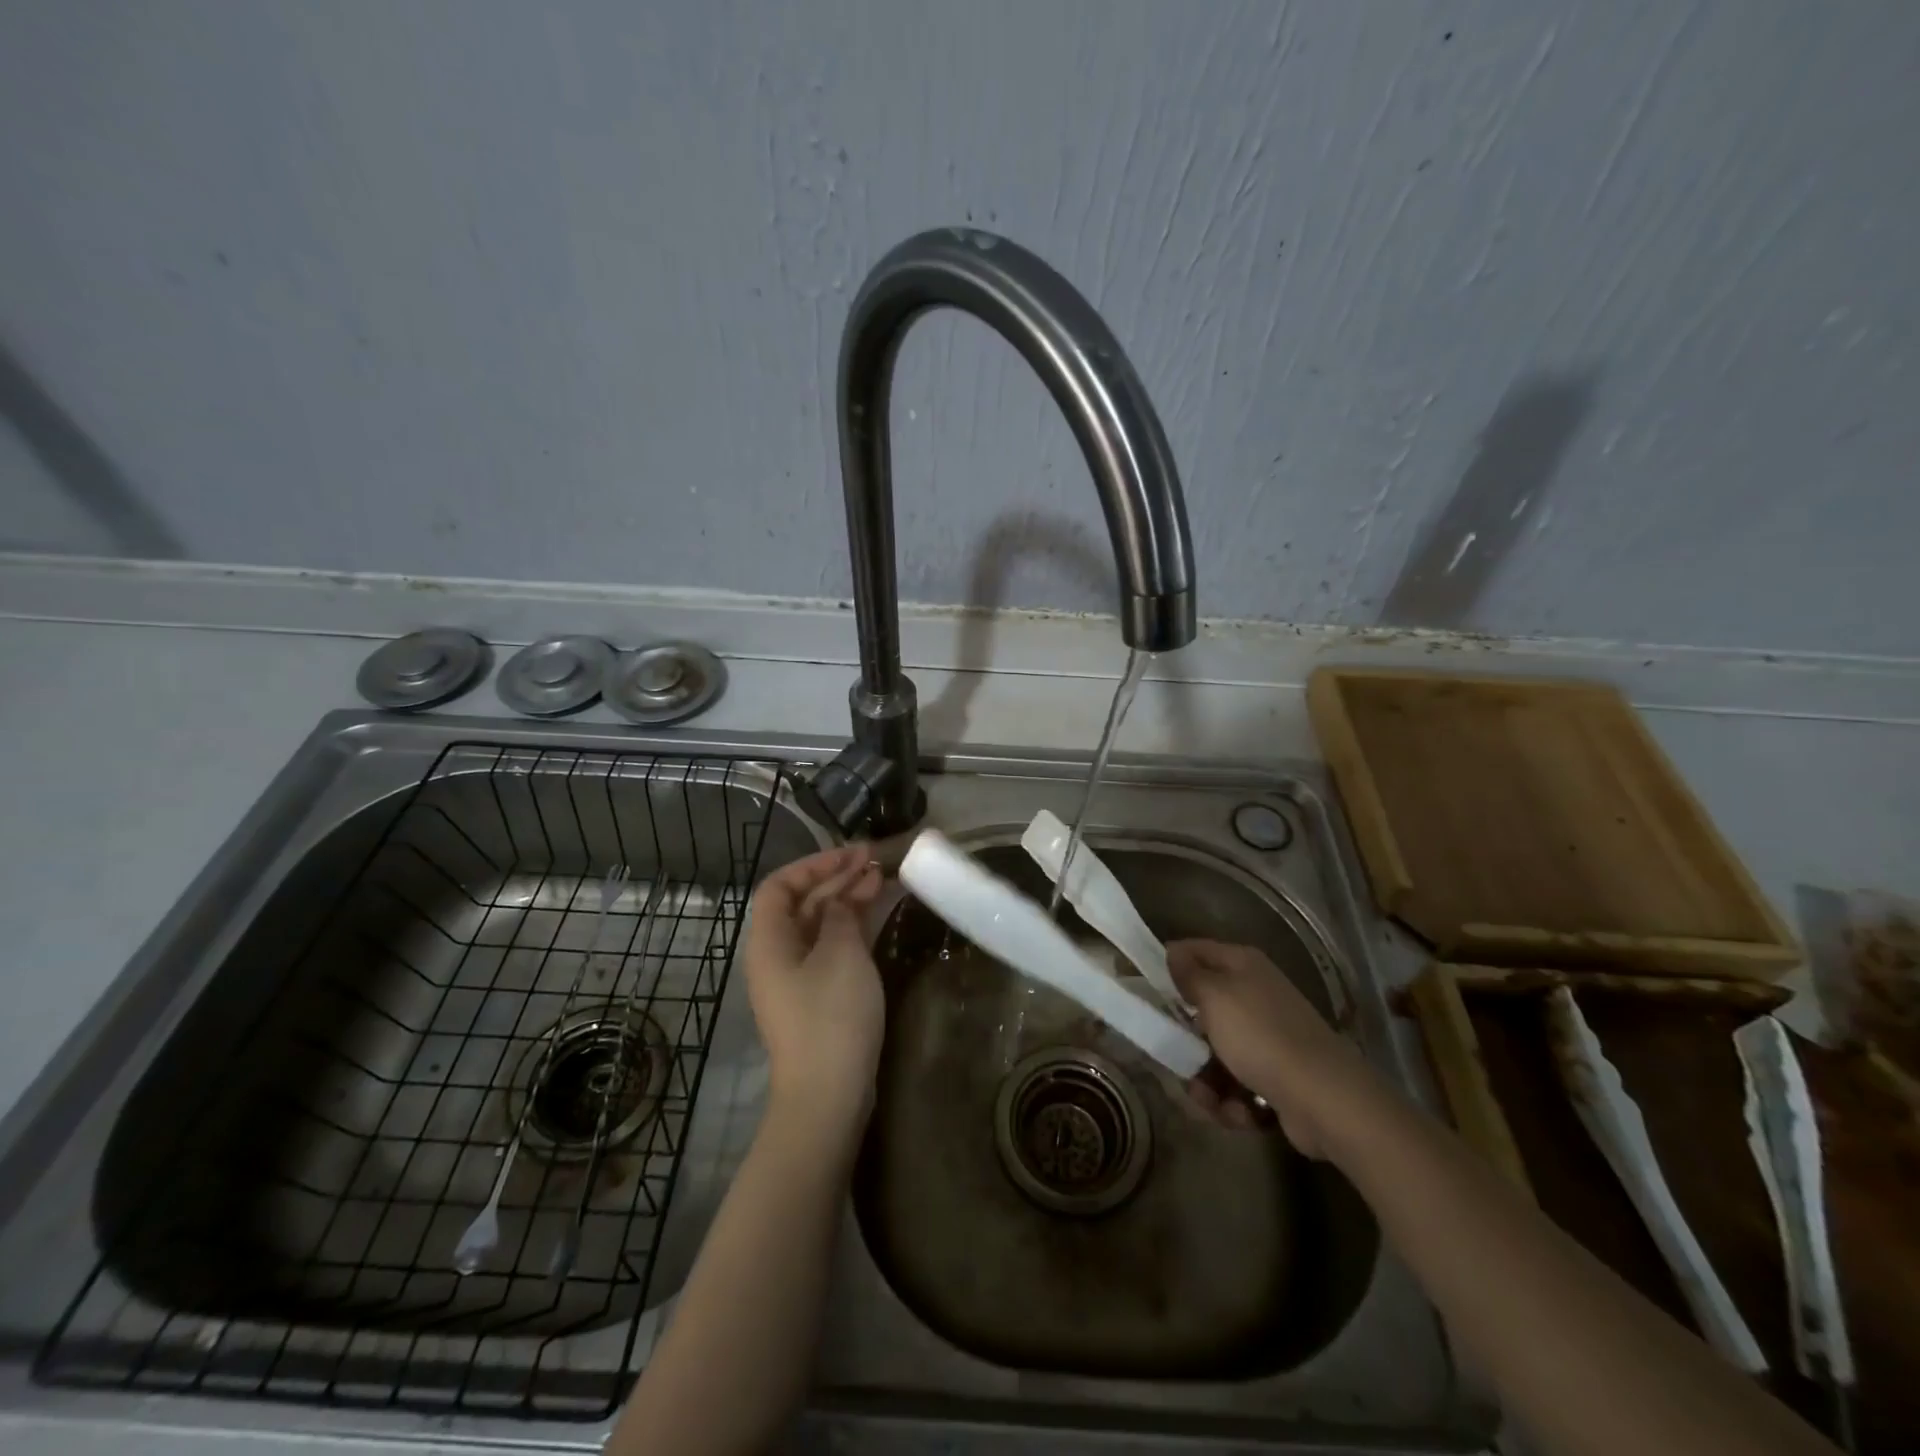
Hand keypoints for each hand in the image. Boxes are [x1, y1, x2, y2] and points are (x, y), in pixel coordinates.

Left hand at [741, 845, 885, 1124]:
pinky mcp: (819, 997)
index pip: (780, 886)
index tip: (851, 855)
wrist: (828, 1094)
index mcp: (769, 941)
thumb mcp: (840, 953)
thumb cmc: (830, 1015)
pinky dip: (853, 928)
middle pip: (803, 904)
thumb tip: (840, 901)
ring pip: (821, 925)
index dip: (813, 865)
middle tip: (876, 862)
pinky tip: (878, 915)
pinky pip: (832, 948)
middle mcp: (778, 955)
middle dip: (838, 879)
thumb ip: (840, 914)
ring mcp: (798, 978)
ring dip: (849, 900)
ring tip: (884, 879)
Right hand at [1167, 939, 1366, 1156]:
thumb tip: (1173, 953)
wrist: (1325, 1100)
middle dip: (1186, 1041)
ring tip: (1210, 1100)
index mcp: (1242, 965)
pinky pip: (1236, 1084)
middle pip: (1201, 1010)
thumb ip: (1188, 974)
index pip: (1193, 951)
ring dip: (1206, 1081)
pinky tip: (1238, 1114)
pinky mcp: (1275, 1076)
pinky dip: (1232, 1102)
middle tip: (1174, 1056)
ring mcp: (1266, 1037)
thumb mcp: (1215, 997)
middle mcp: (1254, 994)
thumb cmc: (1261, 1037)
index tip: (1141, 989)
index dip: (1166, 966)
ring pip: (1214, 1054)